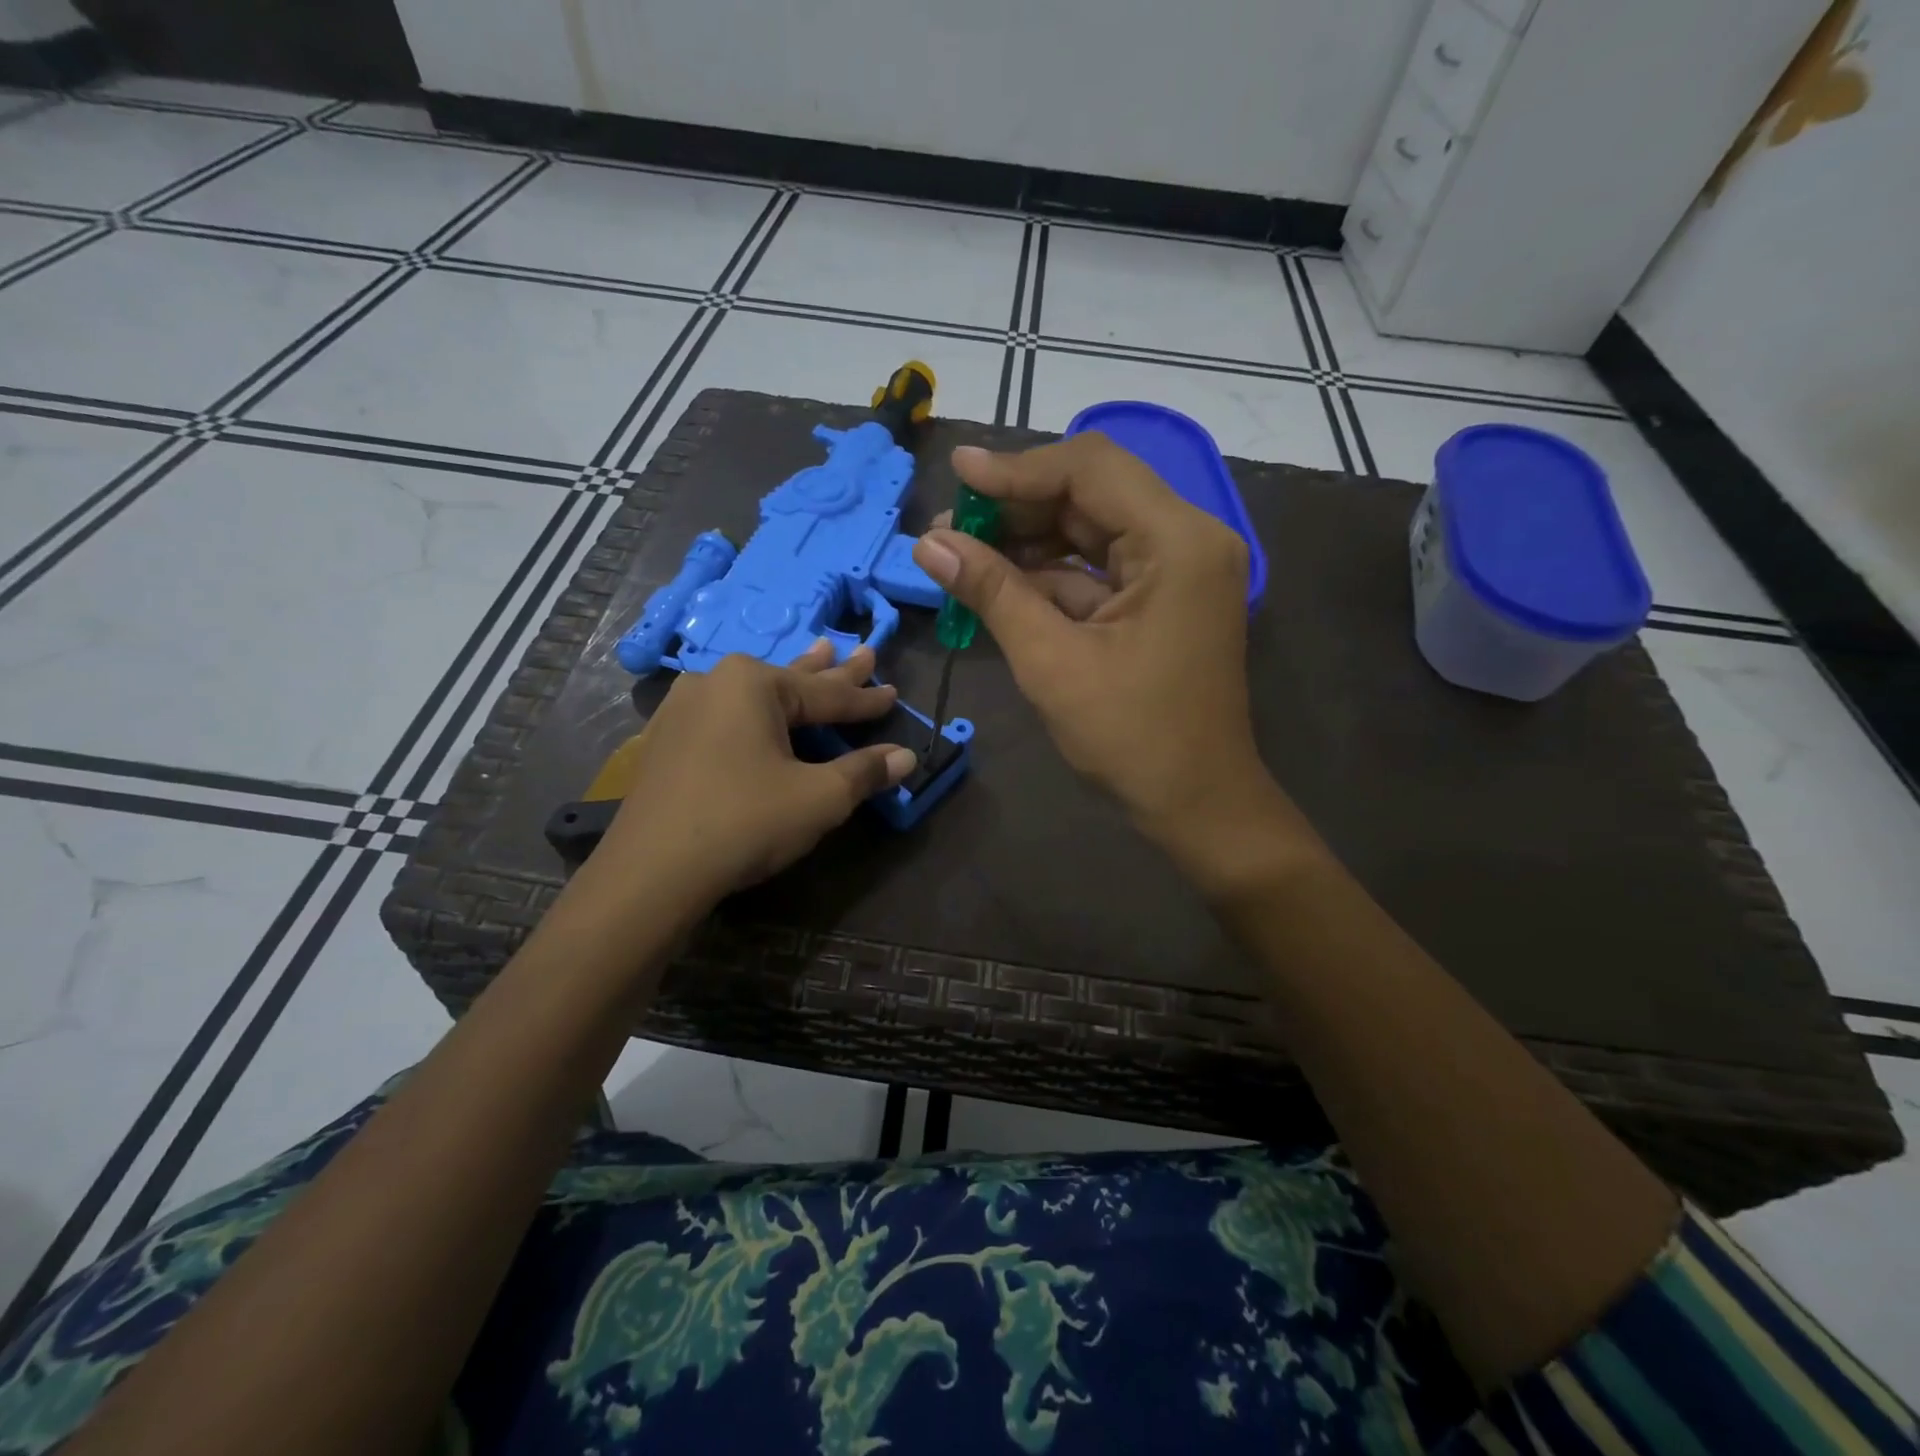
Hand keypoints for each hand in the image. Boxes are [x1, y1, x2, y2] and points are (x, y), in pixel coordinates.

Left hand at [582, 642, 915, 908]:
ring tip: (819, 654)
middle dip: (832, 672)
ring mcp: (683, 709)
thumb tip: (905, 757)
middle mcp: (715, 682)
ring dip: (792, 684)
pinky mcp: (666, 739)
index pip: (828, 694)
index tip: (896, 692)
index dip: (867, 699)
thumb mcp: (819, 798)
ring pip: (755, 695)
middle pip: (791, 681)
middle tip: (863, 653)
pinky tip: (752, 705)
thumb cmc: (745, 821)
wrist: (652, 871)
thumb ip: (864, 772)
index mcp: (753, 684)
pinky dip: (755, 712)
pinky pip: (726, 715)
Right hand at [911, 435, 1309, 872]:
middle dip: (1017, 506)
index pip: (1090, 470)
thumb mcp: (1052, 662)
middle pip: (1092, 494)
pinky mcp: (1163, 599)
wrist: (1196, 804)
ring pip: (1091, 530)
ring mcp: (1178, 570)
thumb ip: (992, 592)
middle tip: (948, 525)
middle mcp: (1187, 539)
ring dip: (1028, 541)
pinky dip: (1050, 575)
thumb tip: (928, 544)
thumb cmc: (1131, 738)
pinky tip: (997, 584)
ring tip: (960, 553)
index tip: (955, 475)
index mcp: (1177, 541)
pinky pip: (1098, 569)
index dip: (1017, 468)